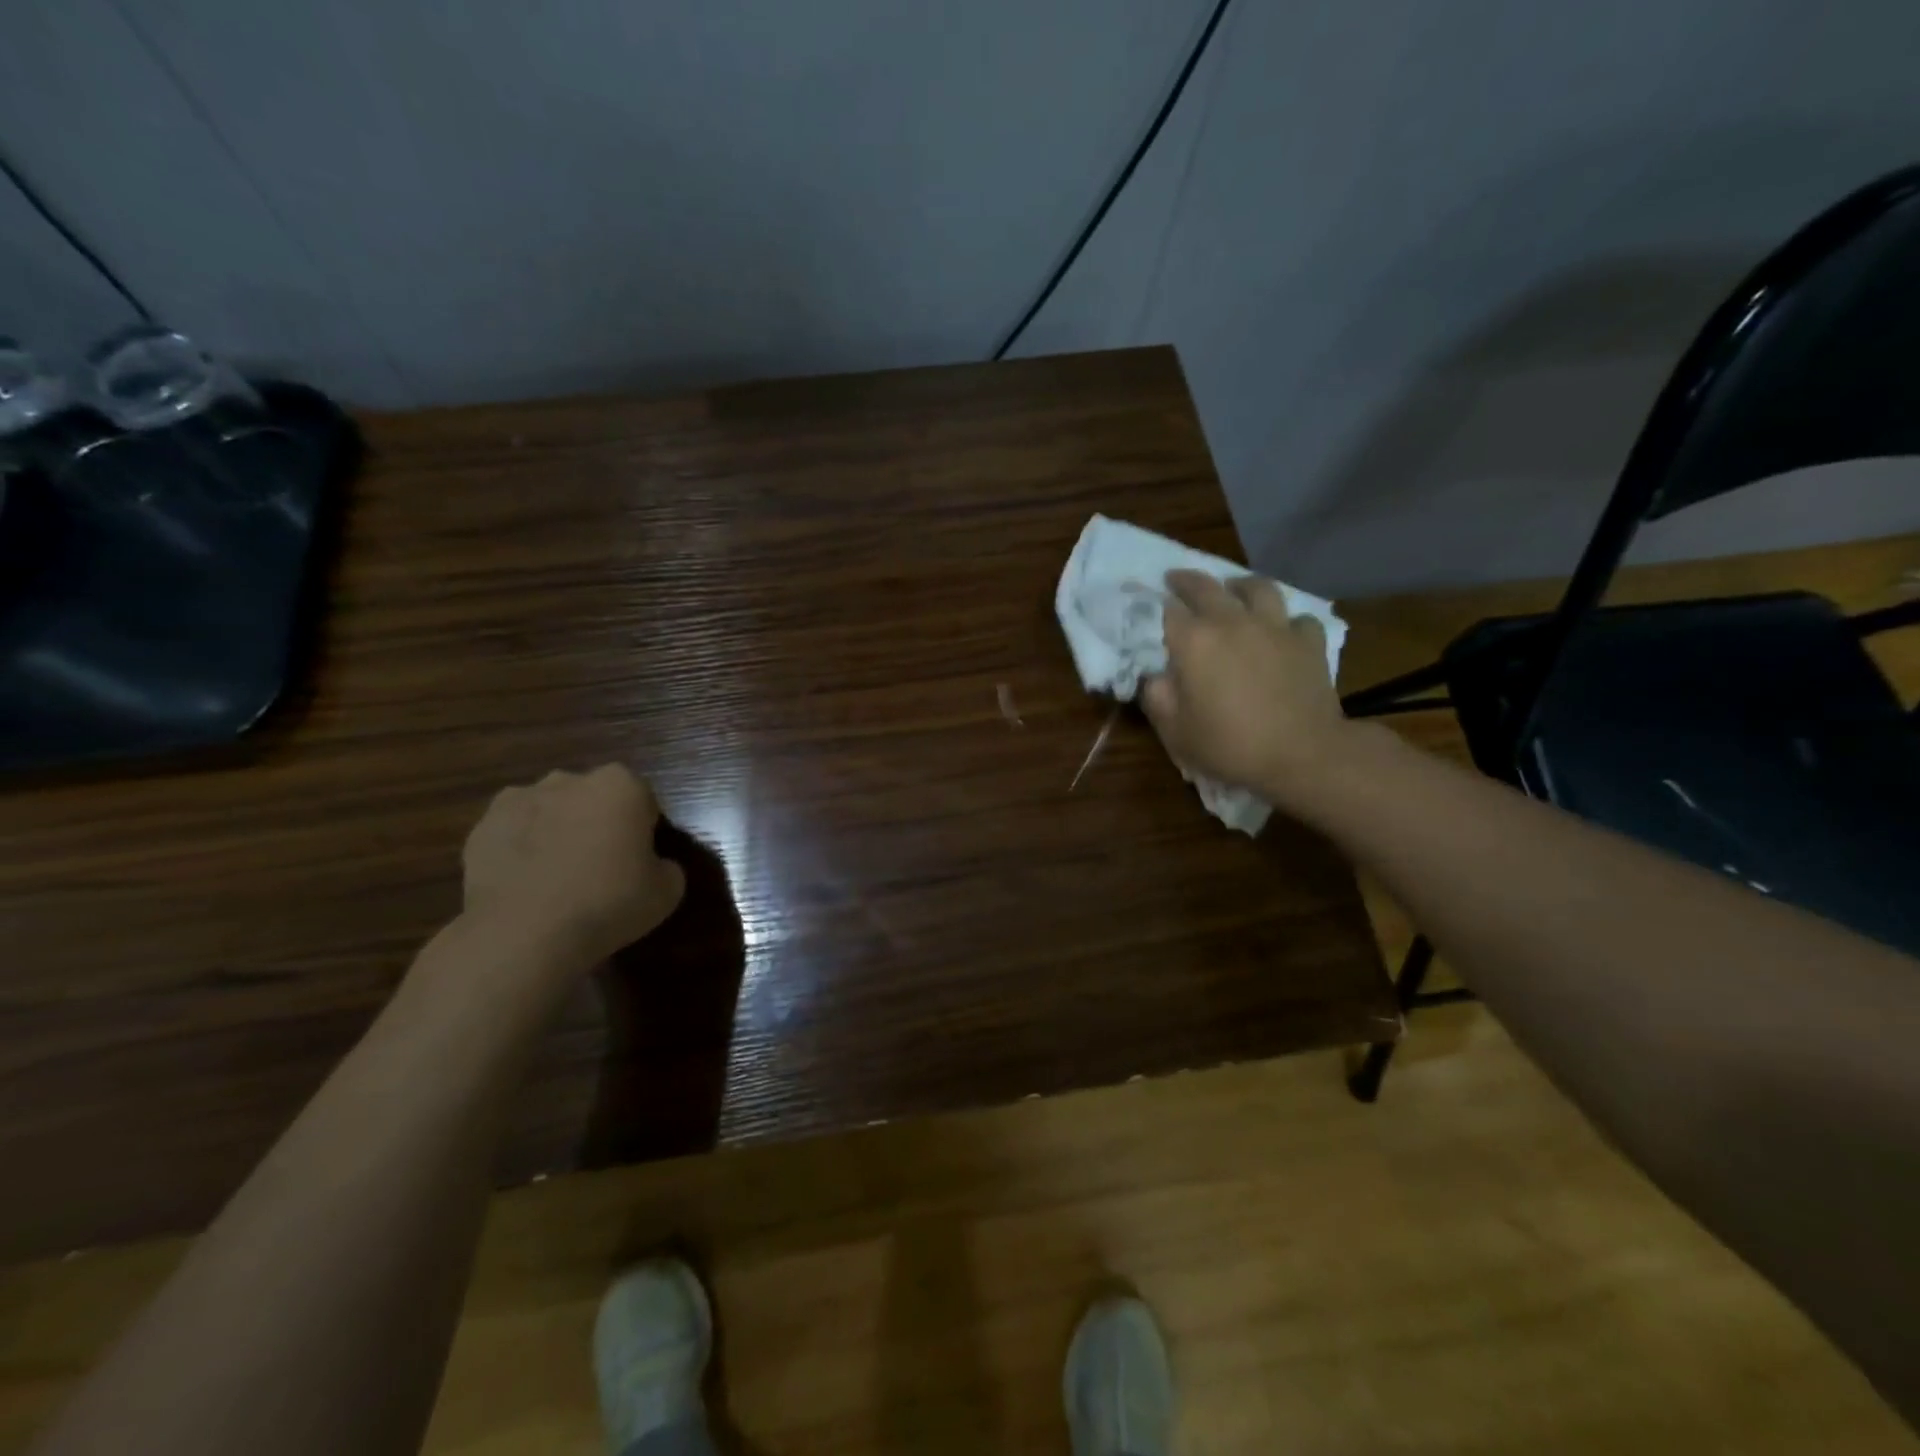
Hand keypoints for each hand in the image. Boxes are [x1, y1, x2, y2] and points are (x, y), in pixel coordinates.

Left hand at [461, 764, 686, 968]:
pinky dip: (520, 850)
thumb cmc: (609, 902)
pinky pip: (513, 834)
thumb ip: (666, 866)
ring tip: (558, 878)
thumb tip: (652, 866)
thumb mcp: (667, 891)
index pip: (642, 801)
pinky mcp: (482, 828)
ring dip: (557, 832)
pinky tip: (527, 885)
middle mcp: (570, 780)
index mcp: (621, 785)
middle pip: (593, 799)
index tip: (639, 862)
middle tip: (601, 868)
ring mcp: (520, 800)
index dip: (643, 831)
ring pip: (550, 812)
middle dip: (597, 823)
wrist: (525, 933)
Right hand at [1141, 570, 1350, 802]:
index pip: (1167, 610)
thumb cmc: (1230, 745)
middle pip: (1206, 587)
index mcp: (1194, 642)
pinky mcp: (1309, 641)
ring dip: (1240, 585)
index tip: (1149, 603)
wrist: (1303, 754)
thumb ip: (1158, 698)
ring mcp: (1275, 627)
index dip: (1155, 604)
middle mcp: (1232, 622)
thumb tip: (1155, 677)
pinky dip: (1287, 622)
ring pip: (1258, 587)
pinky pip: (1297, 619)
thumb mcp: (1176, 732)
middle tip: (1176, 579)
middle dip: (1187, 581)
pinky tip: (1283, 632)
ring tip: (1235, 591)